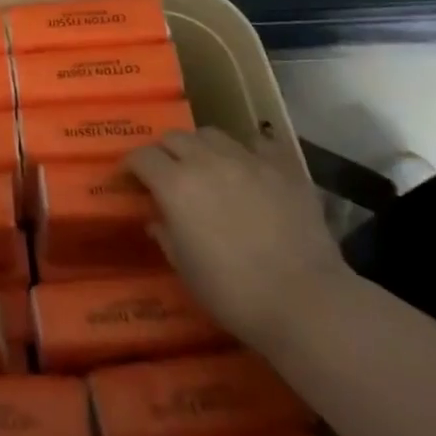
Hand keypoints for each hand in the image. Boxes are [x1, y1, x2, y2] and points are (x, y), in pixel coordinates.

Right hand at [125, 126, 351, 348]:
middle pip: (174, 138)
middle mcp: (207, 161)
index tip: (129, 180)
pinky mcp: (283, 168)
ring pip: (212, 134)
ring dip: (201, 147)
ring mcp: (247, 160)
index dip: (131, 166)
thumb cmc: (234, 292)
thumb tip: (157, 219)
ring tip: (207, 167)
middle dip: (164, 152)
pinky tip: (250, 169)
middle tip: (167, 174)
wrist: (305, 301)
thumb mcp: (185, 269)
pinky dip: (248, 152)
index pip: (142, 157)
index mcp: (175, 185)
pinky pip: (259, 144)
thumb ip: (166, 235)